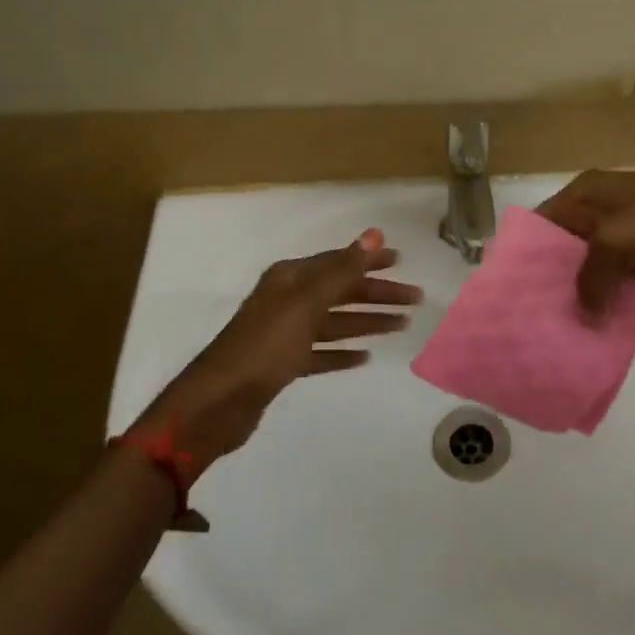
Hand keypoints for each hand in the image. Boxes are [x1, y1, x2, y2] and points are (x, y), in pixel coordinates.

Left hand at [129, 229, 421, 463]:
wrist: (219, 401)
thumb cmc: (265, 346)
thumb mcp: (306, 303)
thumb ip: (342, 270)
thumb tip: (373, 233)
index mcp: (290, 279)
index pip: (338, 262)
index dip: (370, 261)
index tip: (402, 262)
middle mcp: (287, 300)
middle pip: (340, 292)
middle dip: (377, 294)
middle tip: (414, 300)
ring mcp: (284, 333)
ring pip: (335, 322)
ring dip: (367, 322)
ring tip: (401, 326)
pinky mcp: (283, 364)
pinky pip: (321, 352)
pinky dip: (342, 352)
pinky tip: (365, 357)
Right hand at [537, 171, 634, 314]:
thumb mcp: (613, 243)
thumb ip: (589, 279)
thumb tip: (585, 313)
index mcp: (587, 190)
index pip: (543, 220)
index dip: (528, 251)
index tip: (515, 288)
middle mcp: (602, 205)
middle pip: (566, 243)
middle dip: (554, 275)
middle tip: (537, 311)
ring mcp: (629, 228)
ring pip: (593, 262)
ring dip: (584, 288)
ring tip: (564, 320)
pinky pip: (620, 274)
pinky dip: (611, 293)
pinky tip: (599, 318)